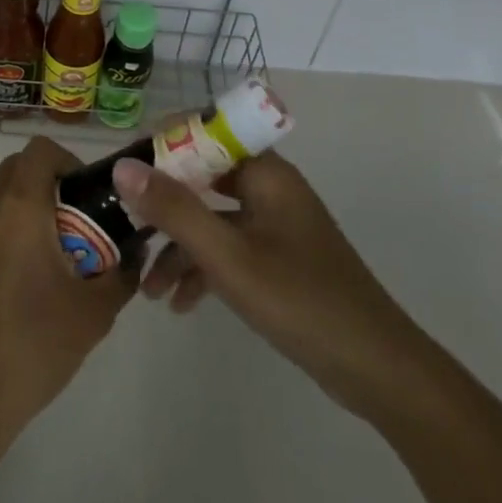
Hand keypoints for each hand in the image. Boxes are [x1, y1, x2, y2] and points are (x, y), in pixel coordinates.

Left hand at [0, 138, 135, 445]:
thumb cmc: (32, 347)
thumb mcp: (94, 313)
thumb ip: (123, 272)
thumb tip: (134, 251)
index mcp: (17, 205)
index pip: (41, 151)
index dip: (66, 163)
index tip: (81, 198)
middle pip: (13, 171)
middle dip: (42, 190)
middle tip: (64, 233)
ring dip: (11, 215)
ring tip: (28, 265)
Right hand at [113, 152, 422, 416]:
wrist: (378, 370)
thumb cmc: (301, 301)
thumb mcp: (228, 256)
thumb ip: (174, 209)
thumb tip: (123, 167)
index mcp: (266, 173)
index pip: (205, 131)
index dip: (164, 143)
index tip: (125, 171)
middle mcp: (270, 189)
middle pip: (203, 177)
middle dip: (163, 204)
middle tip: (126, 226)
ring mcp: (275, 225)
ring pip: (212, 218)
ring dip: (178, 247)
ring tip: (148, 288)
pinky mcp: (278, 259)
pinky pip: (228, 248)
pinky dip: (202, 268)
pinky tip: (180, 303)